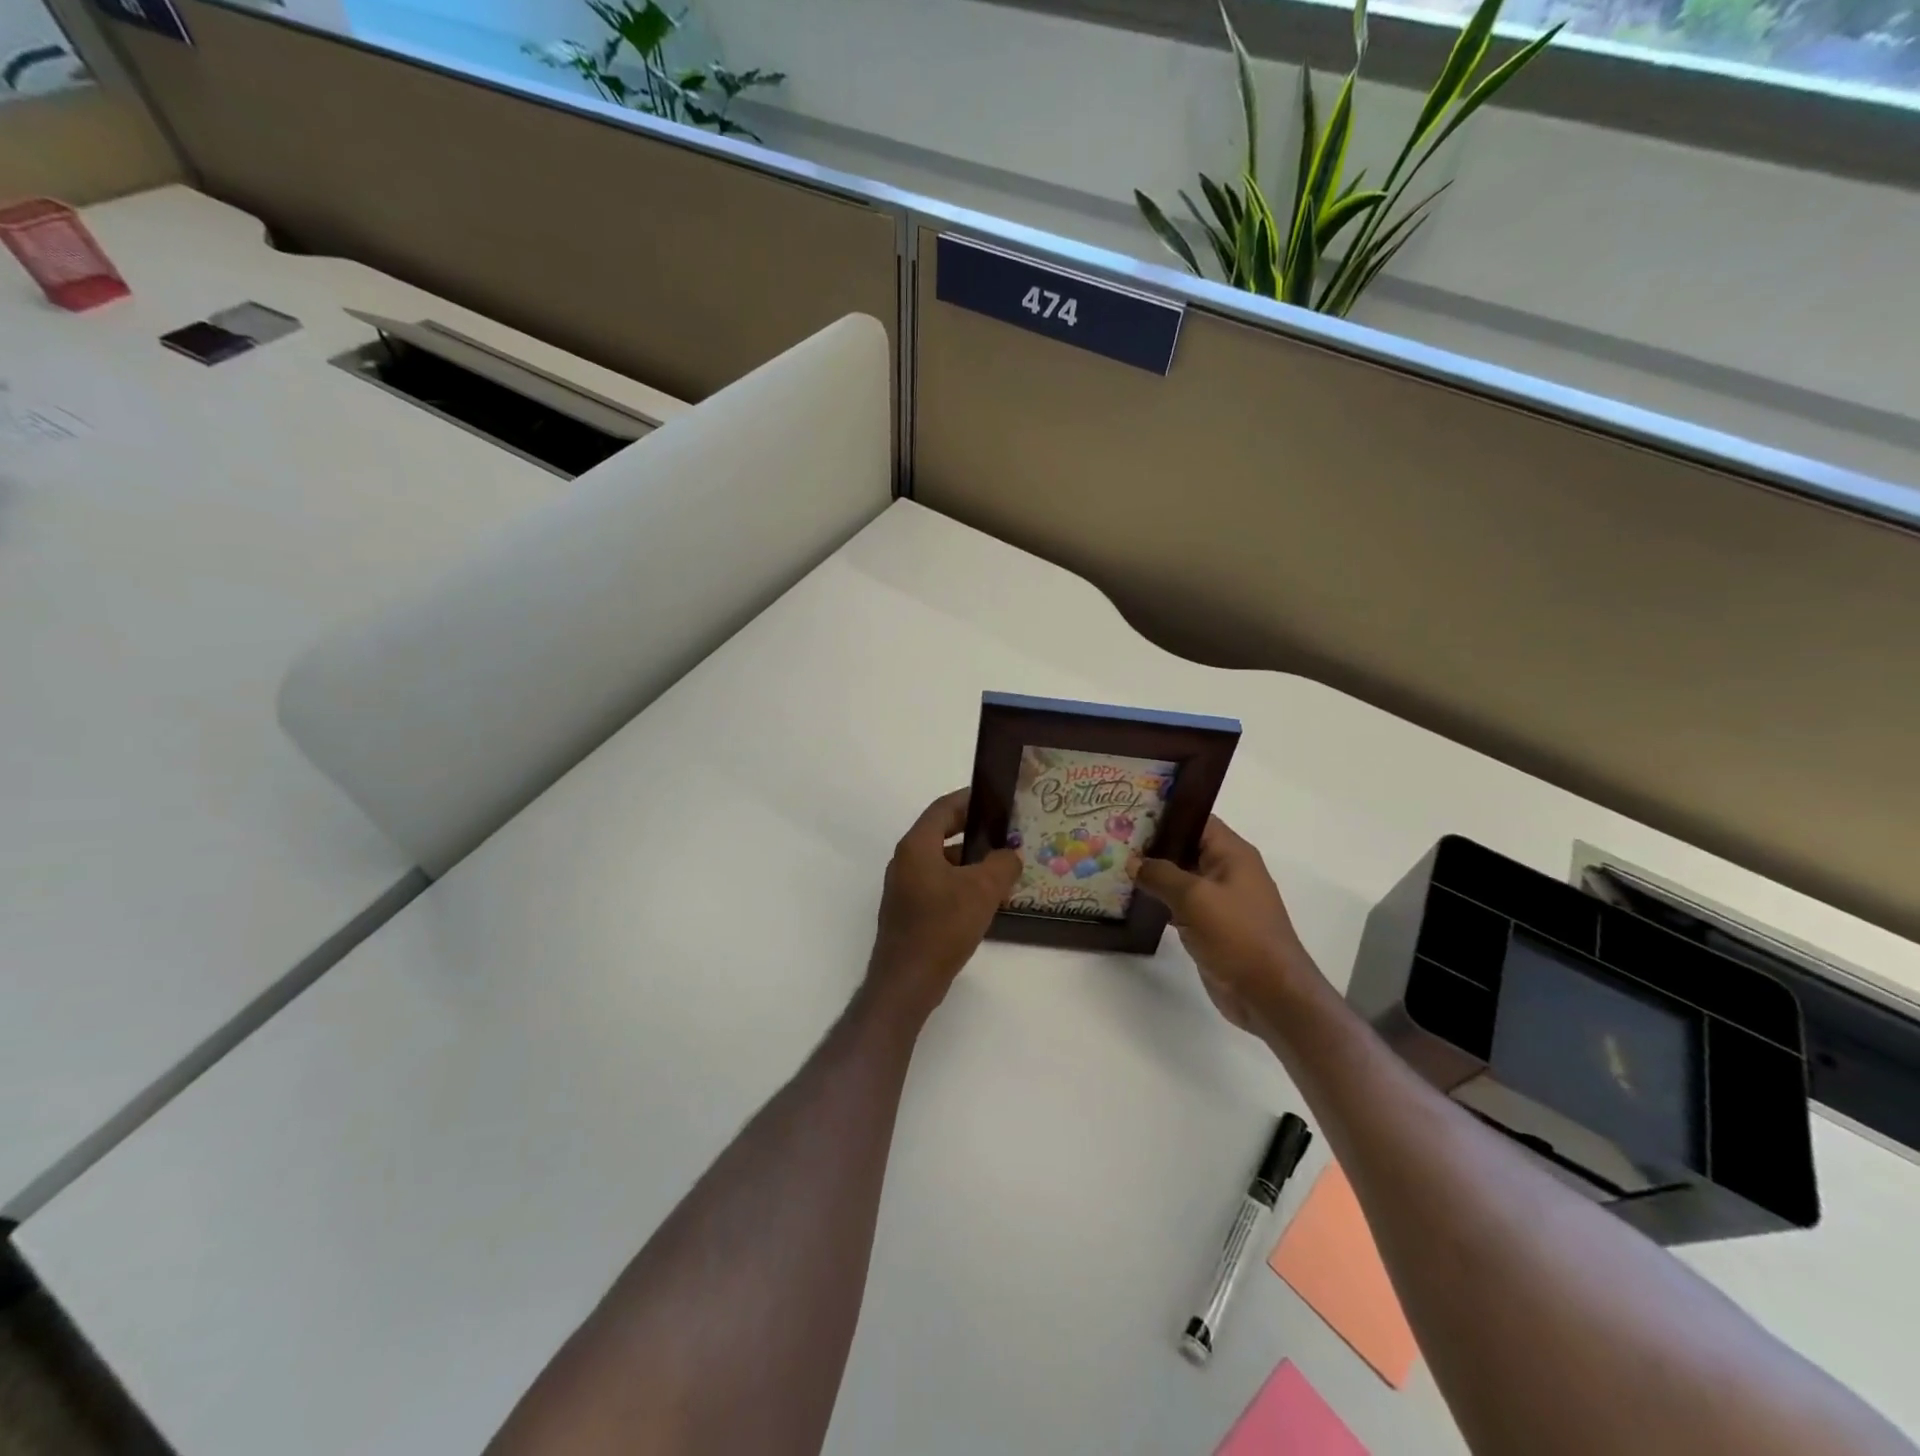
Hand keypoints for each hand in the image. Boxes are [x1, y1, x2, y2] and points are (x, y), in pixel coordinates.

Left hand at [865, 789, 1020, 1024]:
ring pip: (942, 862)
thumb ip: (1002, 864)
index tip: (996, 799)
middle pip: (941, 833)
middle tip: (1005, 832)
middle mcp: (905, 861)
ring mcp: (904, 887)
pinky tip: (985, 899)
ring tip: (1003, 867)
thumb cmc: (942, 926)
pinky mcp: (909, 910)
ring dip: (970, 861)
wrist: (907, 980)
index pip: (943, 809)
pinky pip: (938, 884)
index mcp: (916, 846)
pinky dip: (961, 883)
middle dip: (974, 831)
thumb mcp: (982, 890)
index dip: (970, 799)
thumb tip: (1010, 855)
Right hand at [1132, 817, 1322, 1037]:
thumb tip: (1133, 862)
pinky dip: (1160, 901)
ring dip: (1153, 875)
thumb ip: (1160, 874)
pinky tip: (1132, 901)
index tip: (1129, 813)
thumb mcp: (1194, 897)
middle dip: (1152, 844)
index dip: (1165, 814)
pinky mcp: (1212, 926)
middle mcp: (1228, 871)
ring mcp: (1220, 900)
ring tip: (1114, 866)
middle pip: (1185, 847)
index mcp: (1232, 854)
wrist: (1270, 994)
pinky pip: (1181, 904)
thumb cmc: (1237, 935)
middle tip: (1112, 839)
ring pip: (1181, 878)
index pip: (1196, 820)